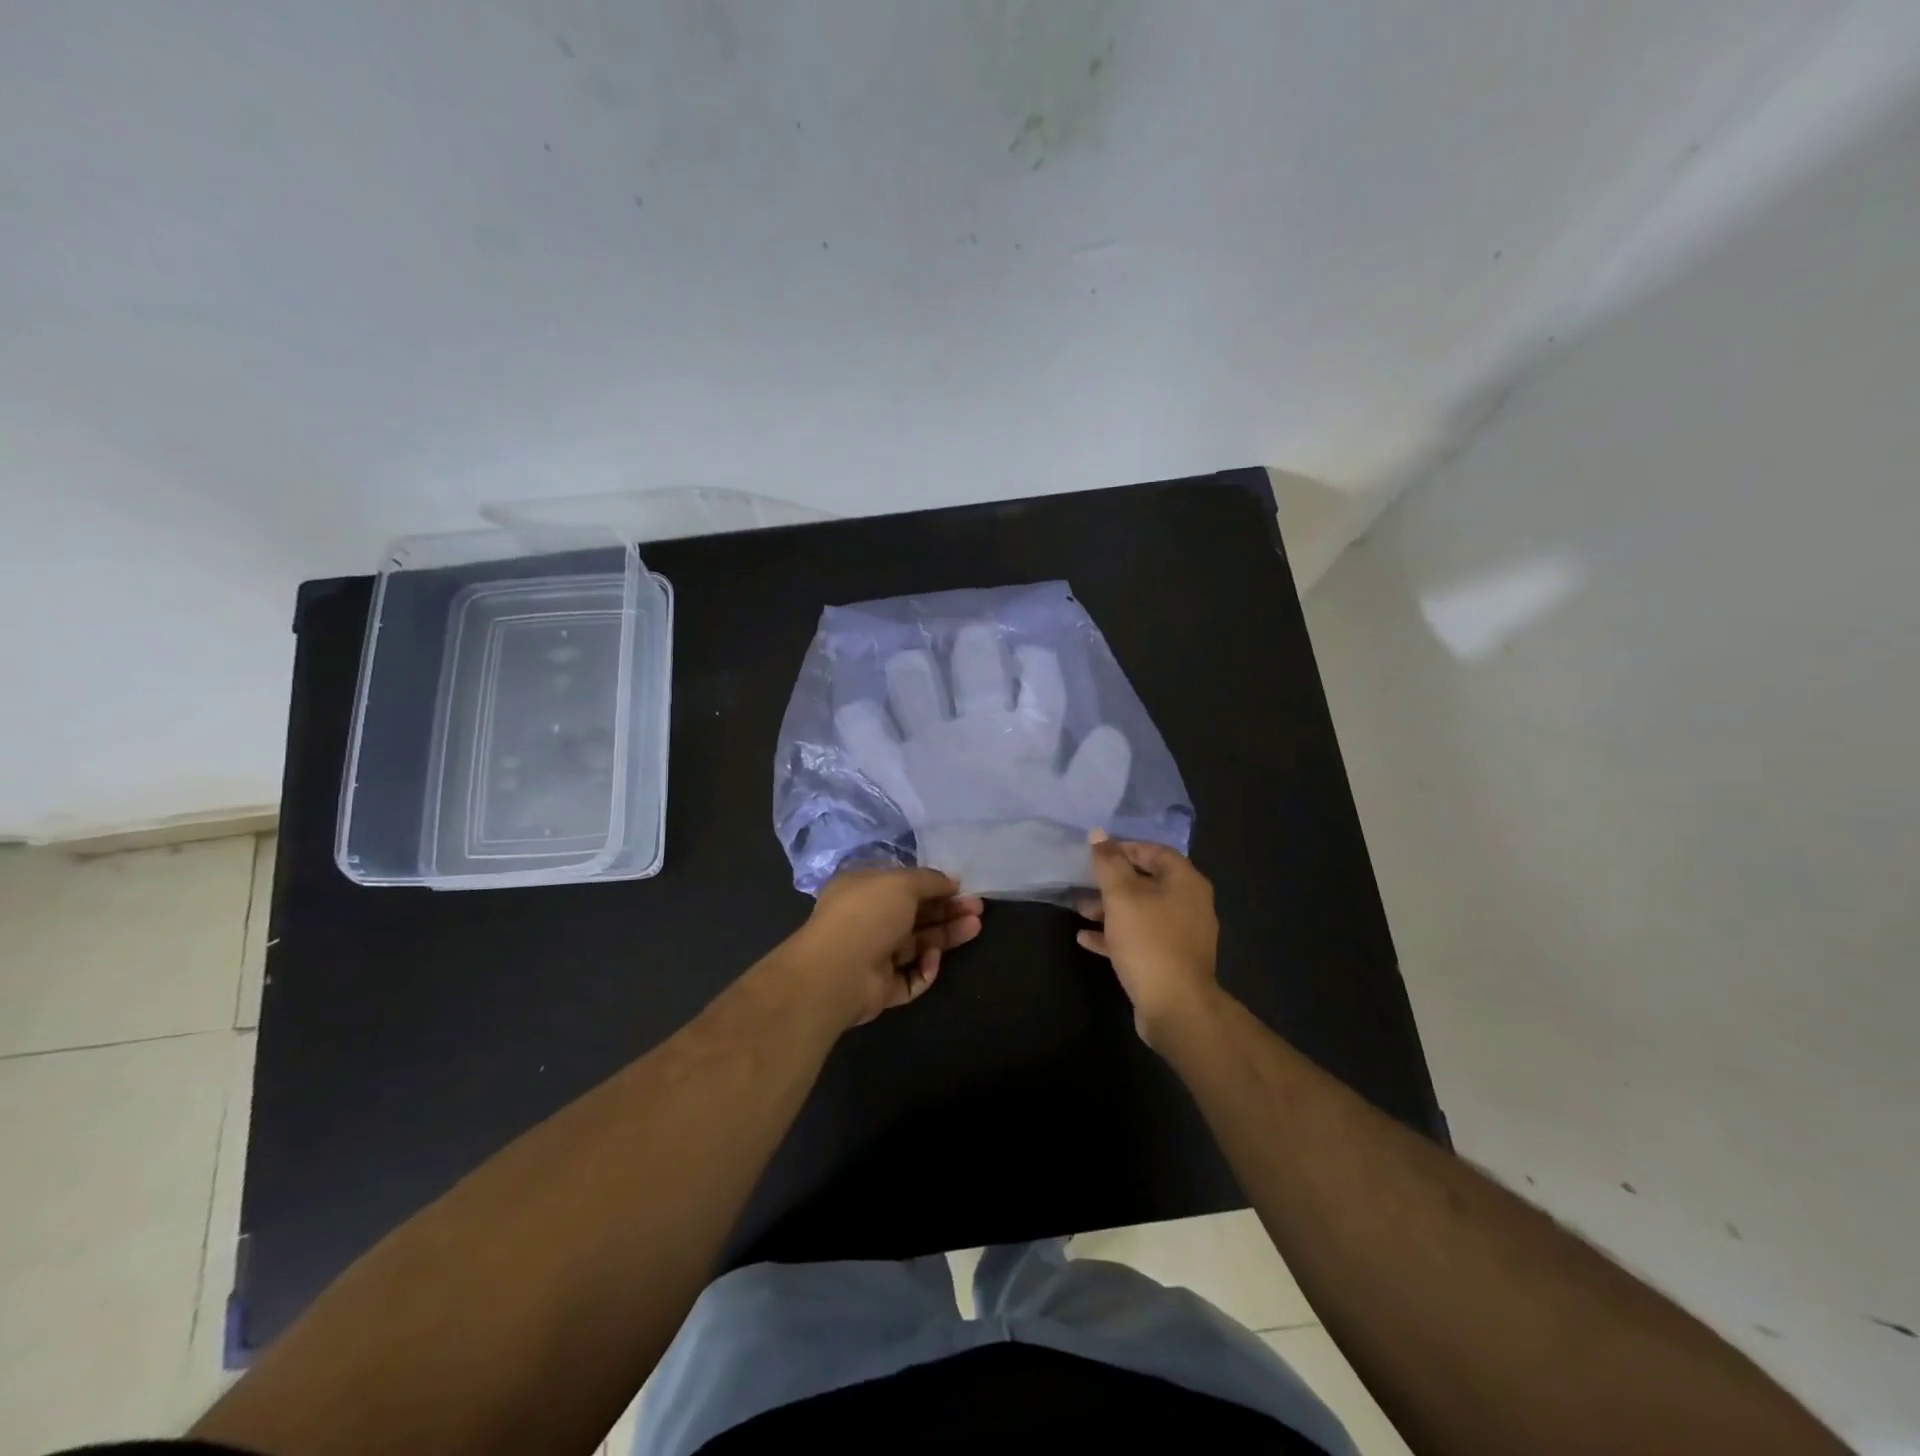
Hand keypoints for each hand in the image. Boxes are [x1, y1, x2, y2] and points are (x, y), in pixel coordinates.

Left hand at [788, 867, 983, 1027]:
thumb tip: (952, 881)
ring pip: (917, 944)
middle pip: (915, 915)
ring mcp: (873, 955)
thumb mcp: (902, 883)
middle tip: (977, 908)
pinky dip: (925, 968)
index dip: (933, 886)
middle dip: (947, 910)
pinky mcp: (881, 987)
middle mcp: (867, 920)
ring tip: (975, 927)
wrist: (838, 971)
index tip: (961, 887)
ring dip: (945, 935)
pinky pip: (911, 977)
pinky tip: (932, 959)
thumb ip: (930, 880)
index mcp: (863, 890)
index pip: (902, 886)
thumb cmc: (868, 913)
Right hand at [1075, 829, 1218, 1046]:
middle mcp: (1189, 903)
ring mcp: (1181, 934)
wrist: (1175, 1006)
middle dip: (1112, 881)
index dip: (1124, 847)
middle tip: (1083, 882)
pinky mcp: (1170, 960)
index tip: (1095, 853)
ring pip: (1141, 911)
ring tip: (1080, 910)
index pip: (1154, 851)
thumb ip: (1108, 862)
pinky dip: (1115, 935)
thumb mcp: (1122, 895)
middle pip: (1147, 881)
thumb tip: (1098, 834)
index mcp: (1185, 881)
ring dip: (1109, 908)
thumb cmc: (1148, 940)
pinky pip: (1140, 938)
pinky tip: (1086, 938)